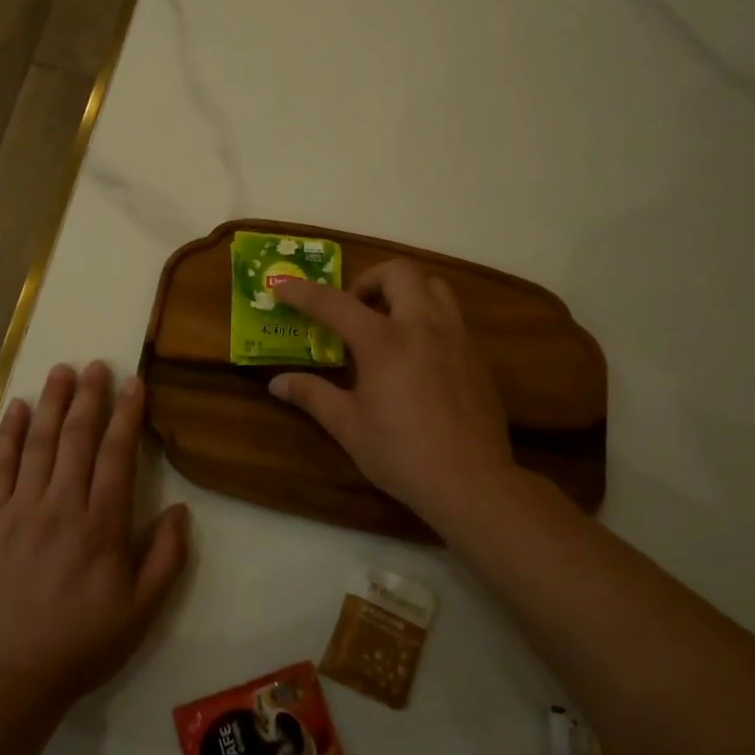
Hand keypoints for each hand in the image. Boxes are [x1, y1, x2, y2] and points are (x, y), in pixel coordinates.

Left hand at [0, 361, 189, 709]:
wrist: (10, 677)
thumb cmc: (82, 644)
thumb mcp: (142, 612)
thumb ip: (166, 558)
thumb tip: (182, 511)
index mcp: (102, 526)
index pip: (117, 455)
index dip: (127, 415)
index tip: (134, 384)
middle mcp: (62, 506)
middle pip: (77, 438)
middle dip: (89, 397)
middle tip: (96, 365)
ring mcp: (21, 510)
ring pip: (39, 444)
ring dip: (52, 403)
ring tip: (61, 371)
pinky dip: (9, 435)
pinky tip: (17, 408)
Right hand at [270, 261, 524, 525]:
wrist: (472, 482)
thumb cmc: (402, 454)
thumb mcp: (348, 426)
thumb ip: (312, 395)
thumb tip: (277, 383)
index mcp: (384, 342)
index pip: (335, 303)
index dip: (304, 292)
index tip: (282, 287)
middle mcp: (422, 327)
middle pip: (398, 272)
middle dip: (369, 280)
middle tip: (353, 310)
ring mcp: (456, 338)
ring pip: (433, 286)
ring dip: (405, 292)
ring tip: (387, 324)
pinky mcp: (476, 356)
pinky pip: (451, 316)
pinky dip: (427, 318)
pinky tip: (416, 356)